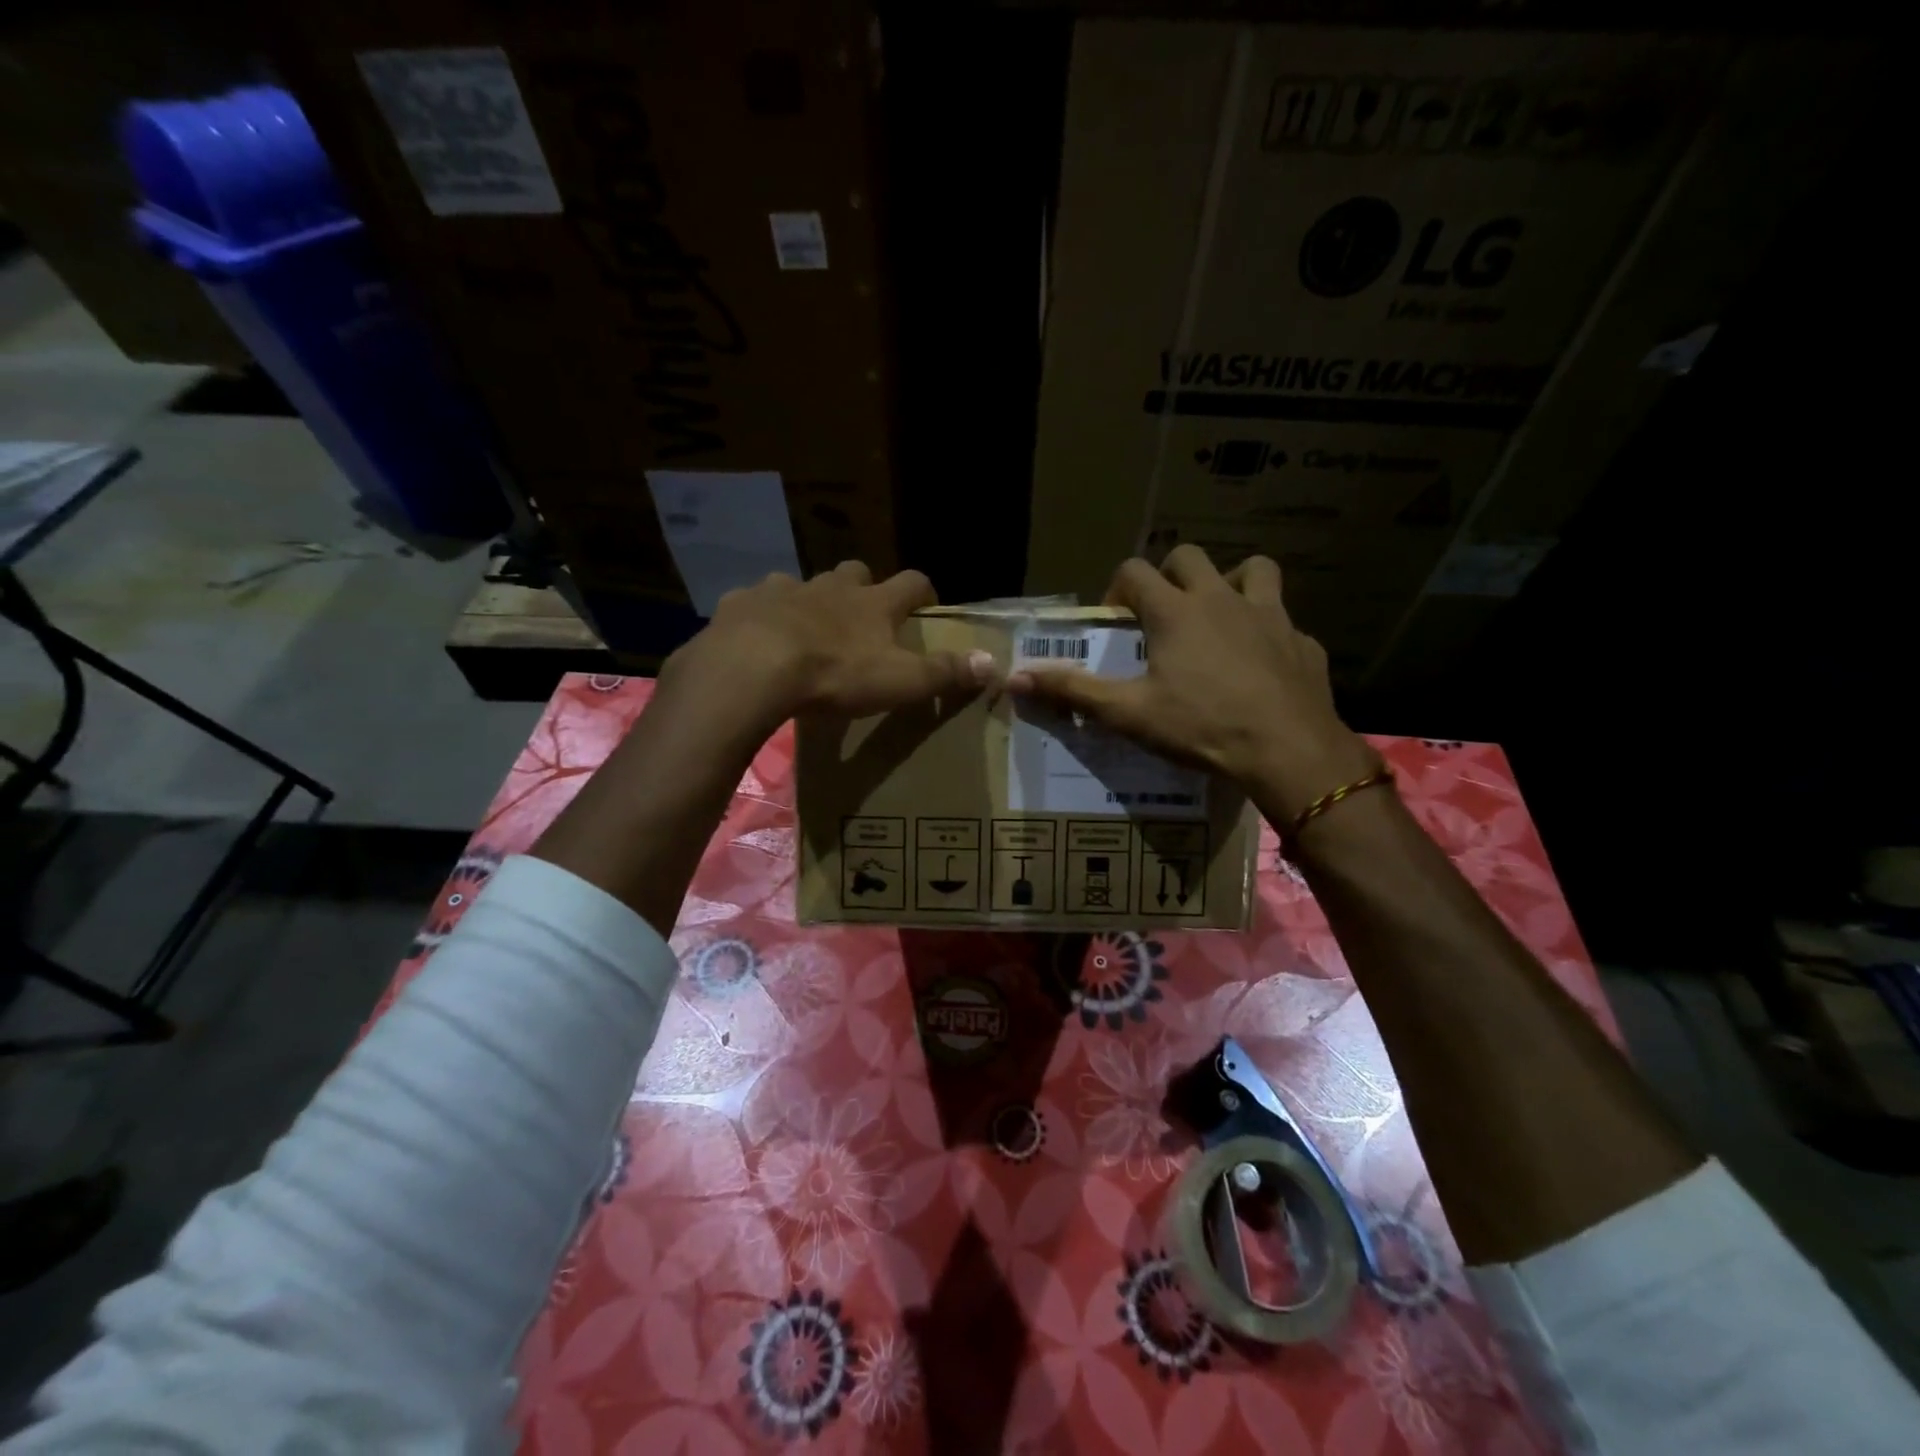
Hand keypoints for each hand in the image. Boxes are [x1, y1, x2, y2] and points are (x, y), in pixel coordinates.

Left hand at [659, 561, 995, 735]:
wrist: (753, 668)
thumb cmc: (835, 675)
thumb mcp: (900, 681)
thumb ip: (945, 673)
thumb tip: (993, 663)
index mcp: (873, 603)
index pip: (912, 582)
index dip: (923, 590)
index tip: (927, 601)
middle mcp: (831, 586)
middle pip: (855, 572)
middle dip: (863, 586)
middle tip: (863, 613)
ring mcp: (784, 589)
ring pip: (804, 584)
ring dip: (811, 599)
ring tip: (807, 626)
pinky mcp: (743, 602)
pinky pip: (757, 601)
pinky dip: (763, 614)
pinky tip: (758, 635)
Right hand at [1007, 546, 1376, 819]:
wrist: (1288, 750)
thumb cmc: (1201, 727)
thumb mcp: (1128, 714)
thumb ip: (1073, 691)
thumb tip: (1016, 677)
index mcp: (1176, 611)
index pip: (1135, 571)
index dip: (1117, 590)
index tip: (1116, 623)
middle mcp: (1222, 599)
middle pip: (1190, 557)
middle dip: (1169, 576)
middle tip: (1161, 615)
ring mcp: (1270, 616)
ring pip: (1253, 569)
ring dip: (1231, 583)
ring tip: (1219, 618)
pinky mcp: (1303, 641)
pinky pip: (1283, 621)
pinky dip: (1267, 632)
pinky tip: (1260, 665)